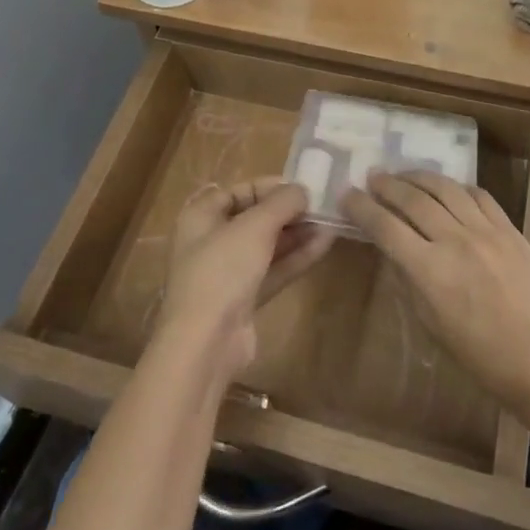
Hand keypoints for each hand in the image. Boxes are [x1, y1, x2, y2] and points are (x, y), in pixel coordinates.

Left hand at [157, 181, 332, 382]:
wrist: (206, 343)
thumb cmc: (222, 270)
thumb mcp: (255, 226)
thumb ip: (281, 203)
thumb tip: (301, 189)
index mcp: (200, 217)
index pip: (236, 191)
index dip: (268, 186)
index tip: (300, 186)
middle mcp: (210, 241)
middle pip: (253, 218)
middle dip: (286, 211)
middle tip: (320, 205)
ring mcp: (227, 273)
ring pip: (266, 246)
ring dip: (296, 234)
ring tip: (329, 222)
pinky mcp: (243, 299)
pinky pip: (272, 270)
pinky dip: (295, 257)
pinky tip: (323, 245)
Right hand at [342, 172, 529, 426]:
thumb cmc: (480, 356)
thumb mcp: (431, 325)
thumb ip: (409, 280)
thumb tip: (393, 249)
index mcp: (429, 271)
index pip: (385, 227)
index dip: (361, 208)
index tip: (347, 195)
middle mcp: (454, 241)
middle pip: (412, 199)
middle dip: (386, 185)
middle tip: (372, 178)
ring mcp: (485, 230)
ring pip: (445, 188)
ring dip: (418, 177)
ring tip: (403, 175)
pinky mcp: (509, 228)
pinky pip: (478, 195)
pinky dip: (457, 187)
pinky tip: (448, 189)